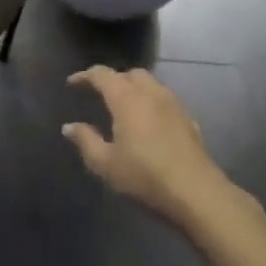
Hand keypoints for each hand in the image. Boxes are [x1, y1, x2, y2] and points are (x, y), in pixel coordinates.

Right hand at [63, 67, 238, 225]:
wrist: (196, 191)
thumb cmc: (144, 175)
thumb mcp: (106, 164)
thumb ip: (86, 141)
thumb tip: (69, 126)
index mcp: (126, 98)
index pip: (102, 74)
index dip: (85, 76)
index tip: (72, 83)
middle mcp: (150, 92)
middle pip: (129, 73)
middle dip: (113, 79)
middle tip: (100, 94)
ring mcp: (173, 103)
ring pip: (150, 83)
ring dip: (134, 88)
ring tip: (124, 106)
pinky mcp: (188, 118)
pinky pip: (164, 98)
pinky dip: (151, 101)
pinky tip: (149, 122)